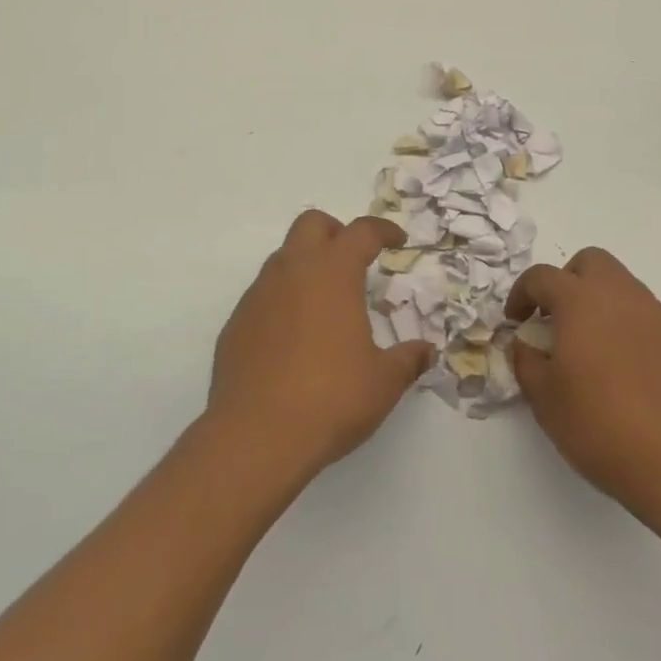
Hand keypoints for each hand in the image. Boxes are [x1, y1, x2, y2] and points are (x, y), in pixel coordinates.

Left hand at [206, 210, 433, 482]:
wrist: (256, 436)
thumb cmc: (330, 399)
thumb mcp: (383, 382)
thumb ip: (407, 360)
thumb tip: (424, 351)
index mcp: (332, 273)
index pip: (361, 232)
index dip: (382, 230)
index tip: (396, 240)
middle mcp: (292, 271)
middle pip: (312, 224)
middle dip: (336, 232)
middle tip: (355, 260)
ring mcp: (258, 294)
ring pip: (283, 257)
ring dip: (307, 265)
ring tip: (326, 303)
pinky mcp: (236, 322)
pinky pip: (264, 294)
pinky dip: (283, 300)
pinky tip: (294, 338)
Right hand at [506, 247, 660, 534]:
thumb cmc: (602, 426)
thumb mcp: (545, 400)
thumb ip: (526, 361)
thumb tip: (524, 343)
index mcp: (581, 301)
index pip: (542, 276)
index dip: (522, 293)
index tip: (516, 320)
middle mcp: (622, 296)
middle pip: (591, 262)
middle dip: (568, 281)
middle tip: (557, 319)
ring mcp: (660, 316)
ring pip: (624, 287)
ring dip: (601, 303)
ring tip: (592, 348)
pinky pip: (649, 318)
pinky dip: (630, 328)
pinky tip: (627, 370)